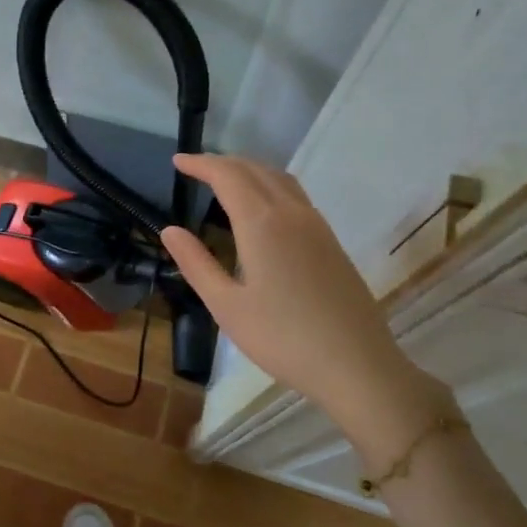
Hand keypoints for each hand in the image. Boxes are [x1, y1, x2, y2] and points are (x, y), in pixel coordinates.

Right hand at [159, 153, 455, 461]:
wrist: (357, 365)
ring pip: (280, 178)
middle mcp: (291, 213)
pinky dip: (269, 185)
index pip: (227, 176)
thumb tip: (169, 231)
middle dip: (222, 163)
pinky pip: (295, 195)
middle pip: (255, 170)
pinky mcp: (331, 242)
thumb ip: (196, 264)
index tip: (177, 161)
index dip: (200, 164)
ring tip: (225, 180)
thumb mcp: (226, 306)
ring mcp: (317, 226)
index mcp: (262, 223)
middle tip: (195, 168)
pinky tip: (262, 208)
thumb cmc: (283, 339)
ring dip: (249, 170)